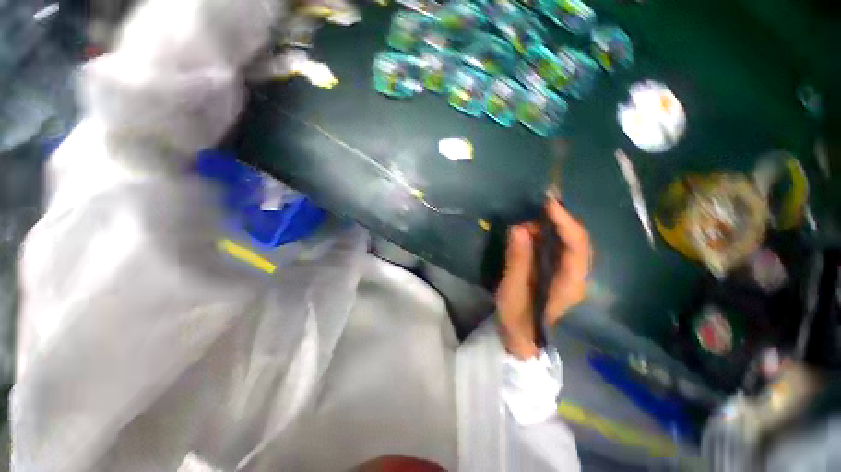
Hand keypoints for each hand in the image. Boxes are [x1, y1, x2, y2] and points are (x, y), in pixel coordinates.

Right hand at [496, 198, 591, 358]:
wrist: (520, 338)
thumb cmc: (517, 318)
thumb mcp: (513, 290)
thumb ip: (518, 260)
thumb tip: (519, 228)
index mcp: (570, 283)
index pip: (577, 246)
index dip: (566, 223)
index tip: (549, 204)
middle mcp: (576, 276)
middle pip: (578, 241)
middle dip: (559, 221)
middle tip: (535, 210)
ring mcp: (568, 275)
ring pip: (568, 243)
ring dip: (550, 228)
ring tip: (528, 221)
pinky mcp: (557, 273)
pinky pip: (557, 248)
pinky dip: (545, 236)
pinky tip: (530, 231)